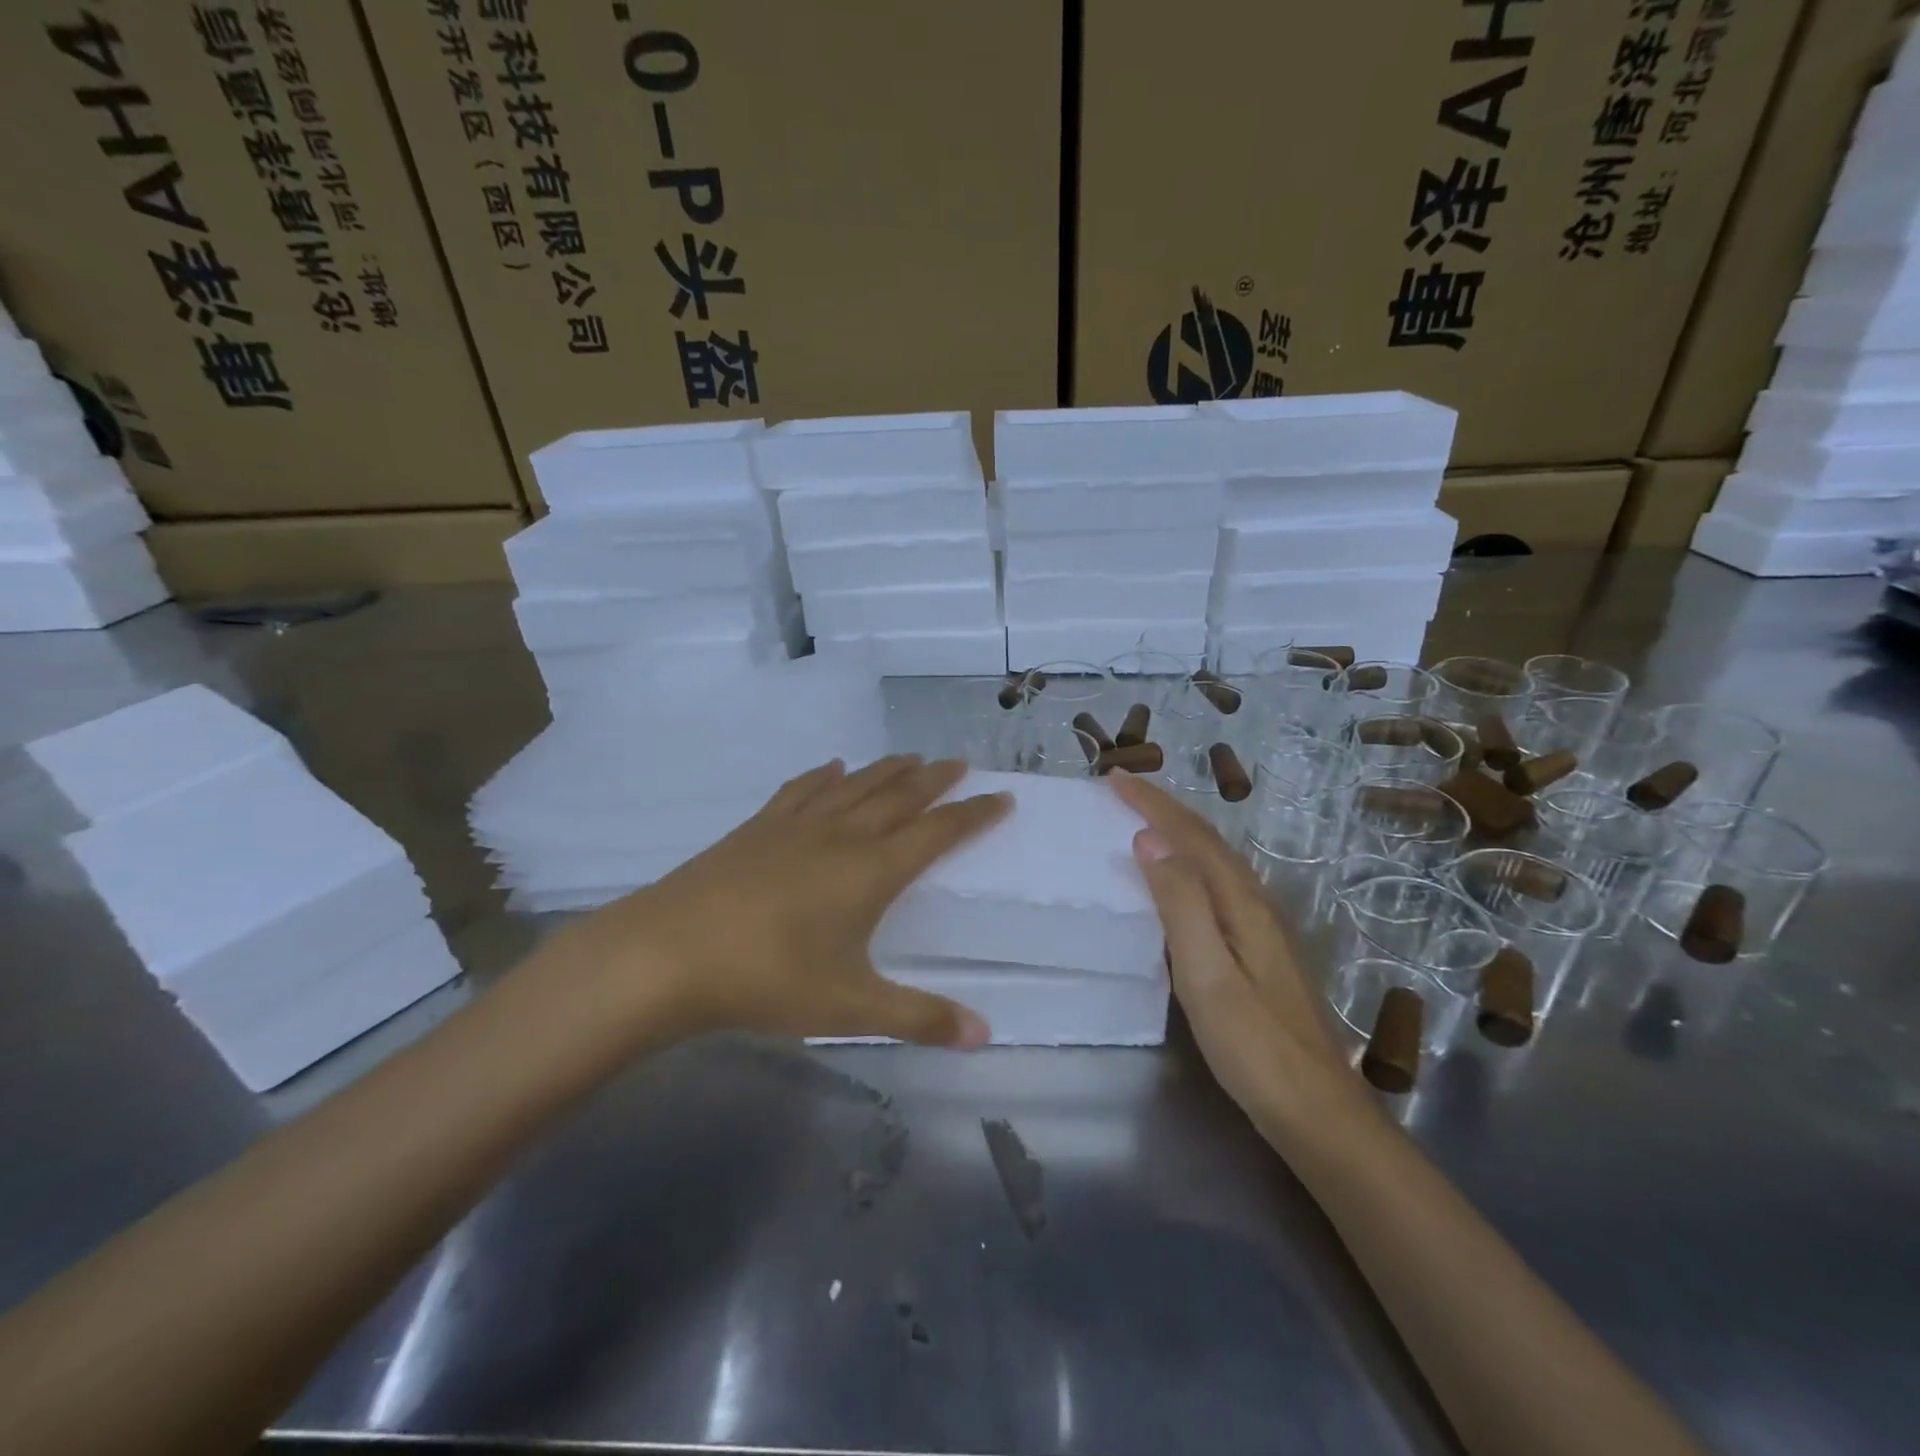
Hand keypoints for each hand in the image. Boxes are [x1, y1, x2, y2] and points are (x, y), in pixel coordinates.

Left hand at [541, 756, 1011, 1049]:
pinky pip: (802, 791)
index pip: (937, 833)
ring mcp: (795, 827)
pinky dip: (824, 776)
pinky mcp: (757, 828)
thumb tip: (984, 1034)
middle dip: (934, 780)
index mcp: (871, 871)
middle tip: (960, 763)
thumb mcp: (850, 1007)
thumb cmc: (767, 979)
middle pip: (899, 797)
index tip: (1001, 797)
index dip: (973, 815)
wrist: (667, 954)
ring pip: (854, 786)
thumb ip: (919, 1018)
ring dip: (887, 769)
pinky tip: (832, 768)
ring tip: (911, 757)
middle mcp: (841, 836)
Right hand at [1109, 773, 1367, 1131]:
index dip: (1153, 804)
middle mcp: (1256, 906)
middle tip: (1122, 789)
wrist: (1318, 1114)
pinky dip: (1189, 864)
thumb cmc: (1254, 1048)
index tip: (1114, 778)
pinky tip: (1179, 879)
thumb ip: (1181, 905)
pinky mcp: (1259, 952)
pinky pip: (1216, 885)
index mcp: (1242, 905)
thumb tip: (1150, 840)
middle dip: (1165, 809)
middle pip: (1208, 842)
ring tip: (1143, 819)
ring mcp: (1262, 930)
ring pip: (1215, 862)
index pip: (1192, 837)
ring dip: (1178, 832)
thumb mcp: (1208, 976)